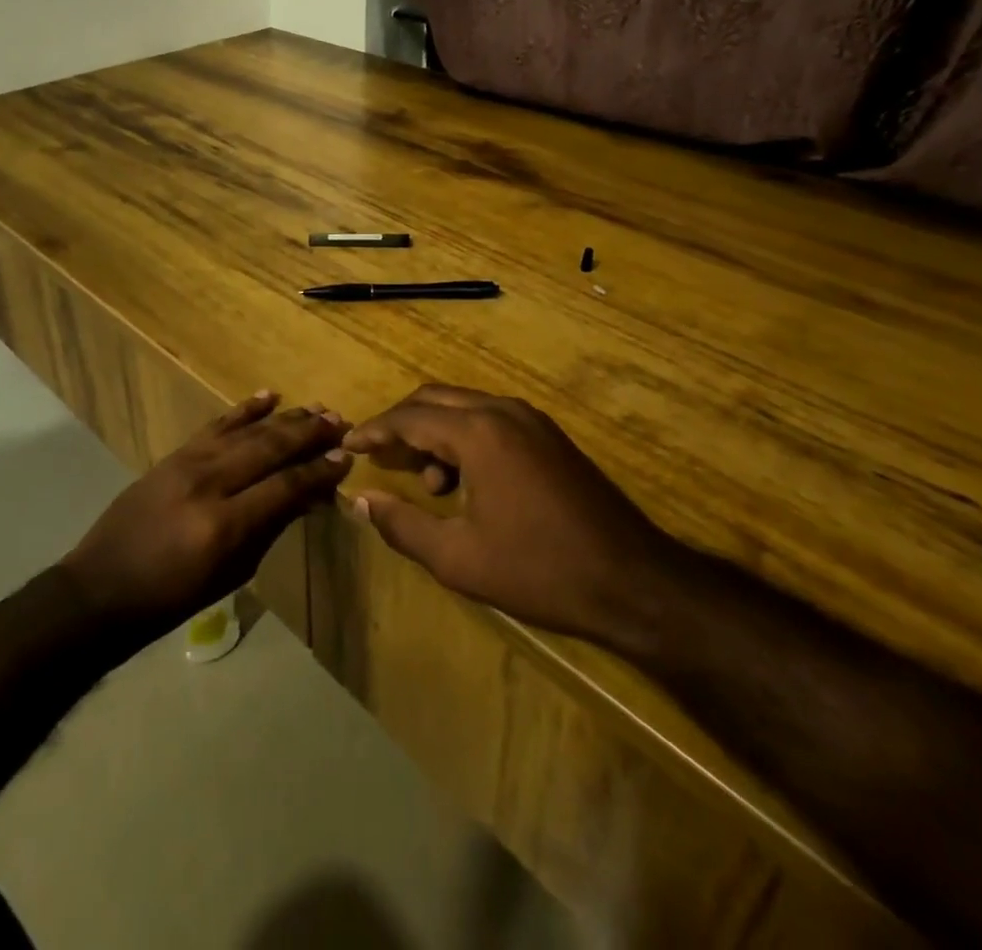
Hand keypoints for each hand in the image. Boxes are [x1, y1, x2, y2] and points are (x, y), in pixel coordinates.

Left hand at [61, 392, 348, 638]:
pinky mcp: (174, 454)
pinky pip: (216, 424)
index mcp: (225, 525)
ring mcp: (188, 463)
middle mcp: (208, 484)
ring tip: (318, 408)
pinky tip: (269, 396)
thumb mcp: (233, 572)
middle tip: (340, 423)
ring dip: (286, 418)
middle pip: (269, 448)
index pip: (285, 486)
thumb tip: (309, 495)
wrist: (102, 588)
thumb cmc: (173, 598)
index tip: (346, 458)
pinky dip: (244, 409)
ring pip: (247, 431)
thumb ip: (272, 527)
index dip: (319, 471)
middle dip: (309, 434)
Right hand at [342, 384, 673, 643]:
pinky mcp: (549, 436)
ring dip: (434, 432)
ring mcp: (531, 420)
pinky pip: (490, 420)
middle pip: (434, 399)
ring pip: (463, 407)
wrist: (634, 581)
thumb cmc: (539, 570)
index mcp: (478, 432)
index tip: (347, 444)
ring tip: (428, 484)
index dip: (373, 430)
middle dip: (400, 423)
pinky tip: (465, 483)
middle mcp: (502, 411)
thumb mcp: (458, 558)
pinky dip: (463, 438)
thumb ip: (402, 525)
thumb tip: (360, 500)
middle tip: (377, 454)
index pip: (409, 417)